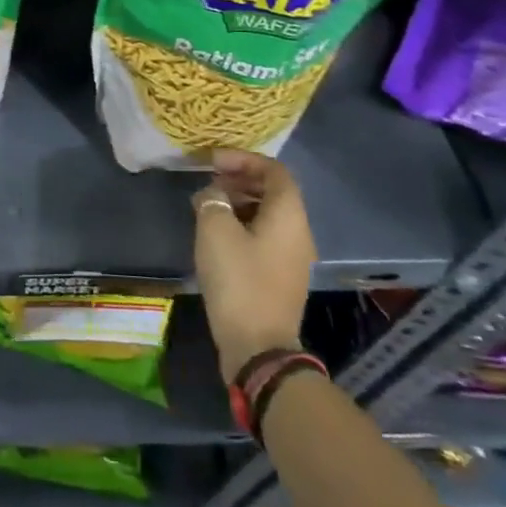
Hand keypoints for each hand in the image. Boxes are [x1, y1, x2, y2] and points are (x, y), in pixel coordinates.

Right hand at [193, 149, 316, 381]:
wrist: (257, 347)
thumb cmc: (238, 280)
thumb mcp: (215, 229)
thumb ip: (212, 200)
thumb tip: (213, 195)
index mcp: (288, 215)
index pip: (274, 171)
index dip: (244, 159)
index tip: (213, 161)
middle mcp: (298, 232)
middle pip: (273, 192)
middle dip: (240, 180)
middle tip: (209, 181)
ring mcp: (292, 258)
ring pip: (268, 215)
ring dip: (239, 202)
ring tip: (207, 205)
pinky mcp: (280, 277)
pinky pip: (264, 237)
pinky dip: (242, 225)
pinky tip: (216, 234)